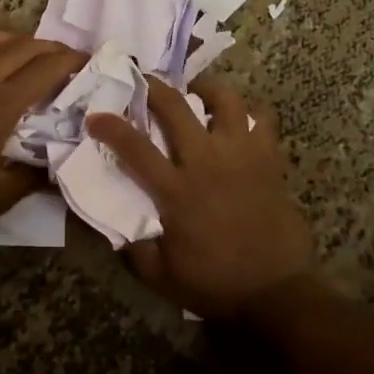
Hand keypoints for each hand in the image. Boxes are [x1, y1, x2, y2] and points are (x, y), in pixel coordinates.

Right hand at [87, 76, 316, 318]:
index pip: (134, 147)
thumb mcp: (161, 275)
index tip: (96, 116)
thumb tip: (117, 225)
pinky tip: (237, 121)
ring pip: (225, 100)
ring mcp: (241, 155)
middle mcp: (206, 161)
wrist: (277, 292)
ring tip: (197, 92)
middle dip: (154, 86)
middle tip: (145, 81)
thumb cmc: (216, 284)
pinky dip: (249, 113)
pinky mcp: (269, 159)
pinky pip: (262, 119)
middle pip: (175, 106)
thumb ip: (136, 247)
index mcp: (176, 190)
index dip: (110, 127)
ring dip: (206, 89)